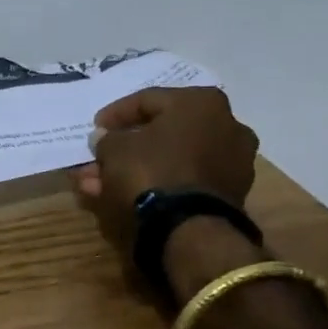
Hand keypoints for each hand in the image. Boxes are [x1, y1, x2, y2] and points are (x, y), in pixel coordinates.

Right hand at [71, 87, 258, 247]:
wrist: (191, 228)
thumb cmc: (152, 171)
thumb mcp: (115, 149)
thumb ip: (107, 139)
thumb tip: (105, 138)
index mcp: (201, 102)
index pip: (148, 100)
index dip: (115, 114)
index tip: (95, 128)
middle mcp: (226, 125)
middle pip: (161, 133)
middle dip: (124, 148)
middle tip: (98, 159)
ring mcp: (231, 162)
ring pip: (170, 160)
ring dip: (134, 169)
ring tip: (98, 184)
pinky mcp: (229, 193)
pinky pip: (183, 180)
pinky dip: (156, 184)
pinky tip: (123, 195)